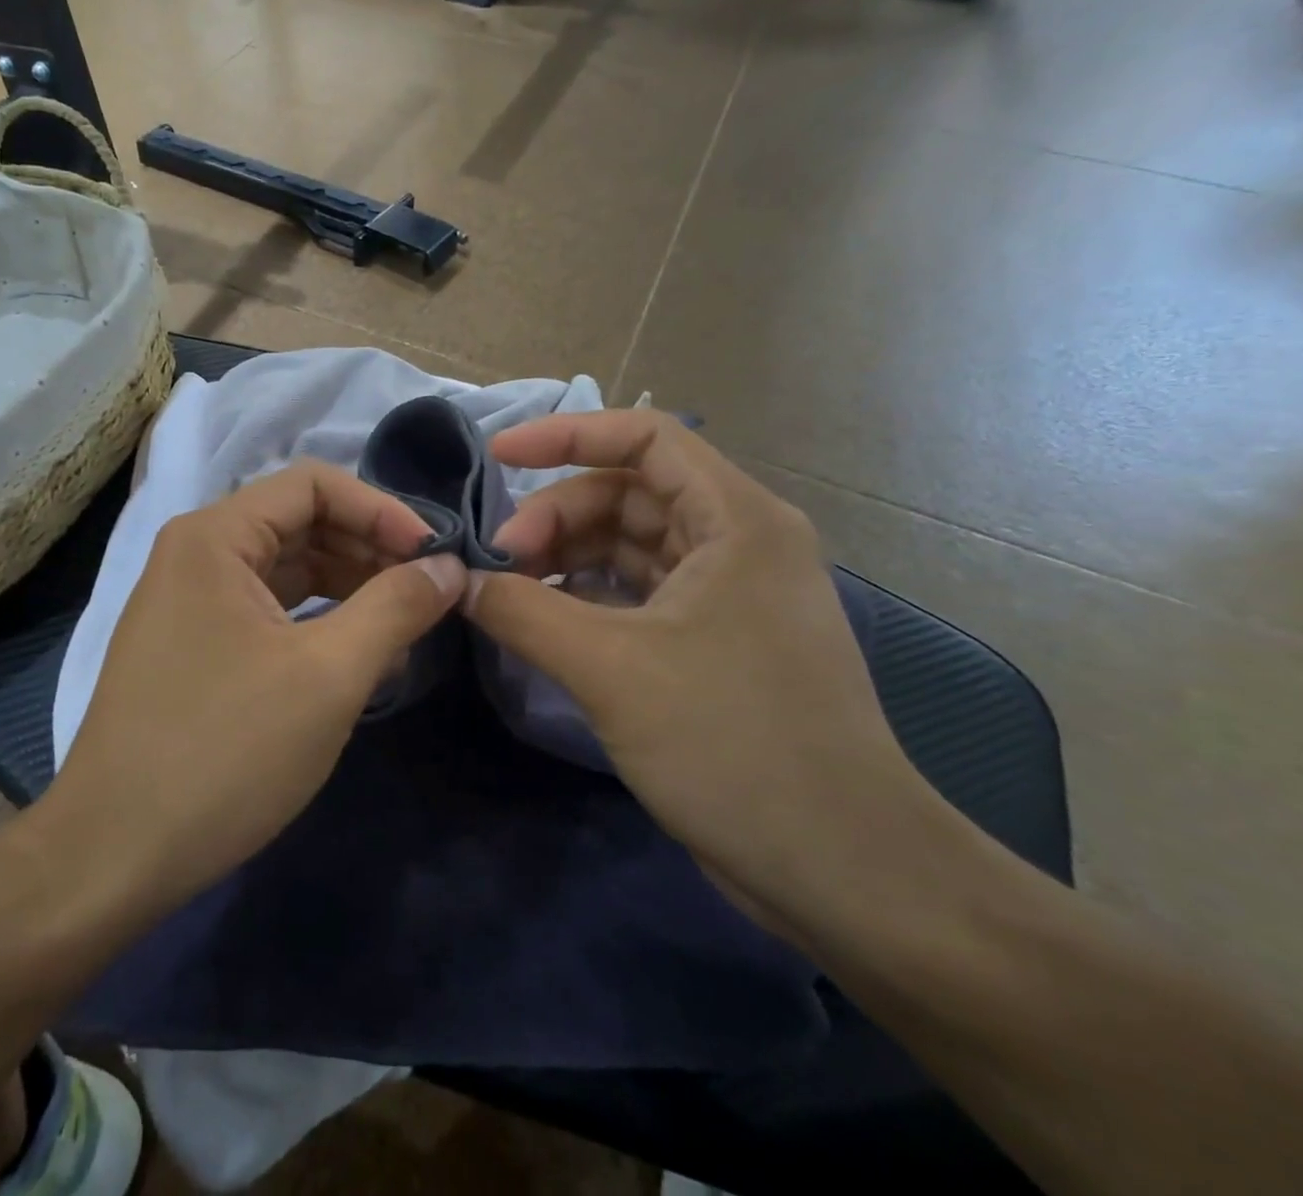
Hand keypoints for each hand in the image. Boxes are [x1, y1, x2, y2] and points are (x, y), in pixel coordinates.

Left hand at [42, 460, 466, 911]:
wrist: (112, 856)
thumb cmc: (224, 752)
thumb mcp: (328, 676)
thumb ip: (396, 607)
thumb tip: (449, 567)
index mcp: (214, 537)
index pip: (313, 485)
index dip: (381, 509)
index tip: (434, 555)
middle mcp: (196, 553)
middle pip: (300, 522)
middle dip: (369, 548)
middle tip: (429, 590)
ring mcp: (190, 601)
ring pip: (287, 569)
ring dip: (349, 585)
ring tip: (404, 622)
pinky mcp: (194, 645)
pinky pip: (268, 609)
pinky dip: (318, 620)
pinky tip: (358, 652)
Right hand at [463, 409, 943, 926]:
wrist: (840, 868)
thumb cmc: (732, 743)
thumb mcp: (610, 668)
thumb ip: (523, 611)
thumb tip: (462, 581)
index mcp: (735, 520)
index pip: (644, 437)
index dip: (565, 434)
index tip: (497, 457)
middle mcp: (737, 542)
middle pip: (628, 493)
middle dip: (556, 515)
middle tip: (499, 562)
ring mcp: (728, 594)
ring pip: (629, 545)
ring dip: (566, 557)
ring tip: (511, 591)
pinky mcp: (715, 641)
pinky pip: (638, 593)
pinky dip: (587, 596)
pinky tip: (544, 621)